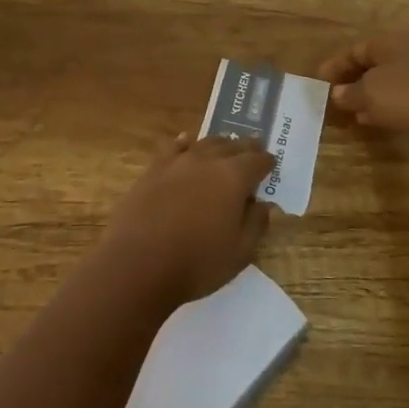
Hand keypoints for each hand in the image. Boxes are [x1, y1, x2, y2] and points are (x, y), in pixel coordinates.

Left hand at [98, 134, 276, 308]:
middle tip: (254, 148)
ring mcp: (176, 163)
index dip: (267, 162)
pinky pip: (172, 148)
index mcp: (233, 178)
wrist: (137, 265)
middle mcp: (207, 161)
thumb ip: (256, 224)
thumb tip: (263, 204)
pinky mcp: (152, 171)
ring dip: (218, 144)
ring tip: (224, 146)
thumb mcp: (239, 252)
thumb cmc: (196, 263)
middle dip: (246, 147)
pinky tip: (185, 142)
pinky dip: (184, 143)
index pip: (257, 161)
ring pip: (203, 143)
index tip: (271, 164)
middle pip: (232, 146)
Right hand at [317, 36, 408, 172]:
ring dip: (370, 96)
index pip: (357, 49)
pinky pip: (405, 101)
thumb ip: (350, 93)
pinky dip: (388, 109)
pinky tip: (378, 122)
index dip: (336, 64)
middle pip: (375, 64)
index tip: (319, 80)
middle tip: (333, 97)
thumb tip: (339, 94)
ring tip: (352, 113)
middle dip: (353, 79)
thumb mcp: (369, 94)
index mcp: (392, 44)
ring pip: (391, 84)